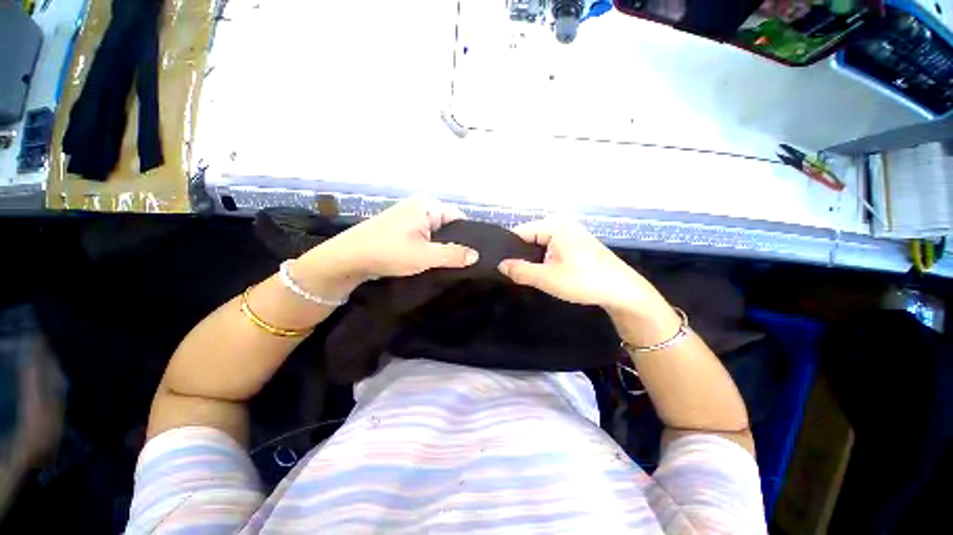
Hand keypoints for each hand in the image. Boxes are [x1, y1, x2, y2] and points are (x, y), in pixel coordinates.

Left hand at [295, 198, 478, 296]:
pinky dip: (430, 248)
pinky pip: (424, 237)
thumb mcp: (425, 255)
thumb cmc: (388, 252)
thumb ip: (453, 255)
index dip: (469, 235)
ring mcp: (409, 218)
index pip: (459, 217)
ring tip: (453, 265)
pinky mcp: (401, 230)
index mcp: (427, 206)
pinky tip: (434, 262)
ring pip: (436, 233)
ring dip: (442, 248)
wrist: (348, 259)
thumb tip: (476, 256)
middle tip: (466, 263)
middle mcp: (419, 207)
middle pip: (448, 225)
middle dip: (455, 243)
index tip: (475, 254)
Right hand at [498, 218, 666, 316]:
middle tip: (511, 273)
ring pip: (541, 243)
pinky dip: (544, 258)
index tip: (498, 264)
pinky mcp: (577, 244)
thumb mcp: (547, 278)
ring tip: (524, 273)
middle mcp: (562, 224)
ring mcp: (571, 233)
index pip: (520, 232)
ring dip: (533, 258)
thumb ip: (520, 271)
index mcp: (554, 226)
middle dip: (520, 254)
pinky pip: (552, 247)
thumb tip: (501, 265)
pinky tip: (542, 271)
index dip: (507, 248)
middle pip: (530, 237)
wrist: (622, 291)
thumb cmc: (583, 281)